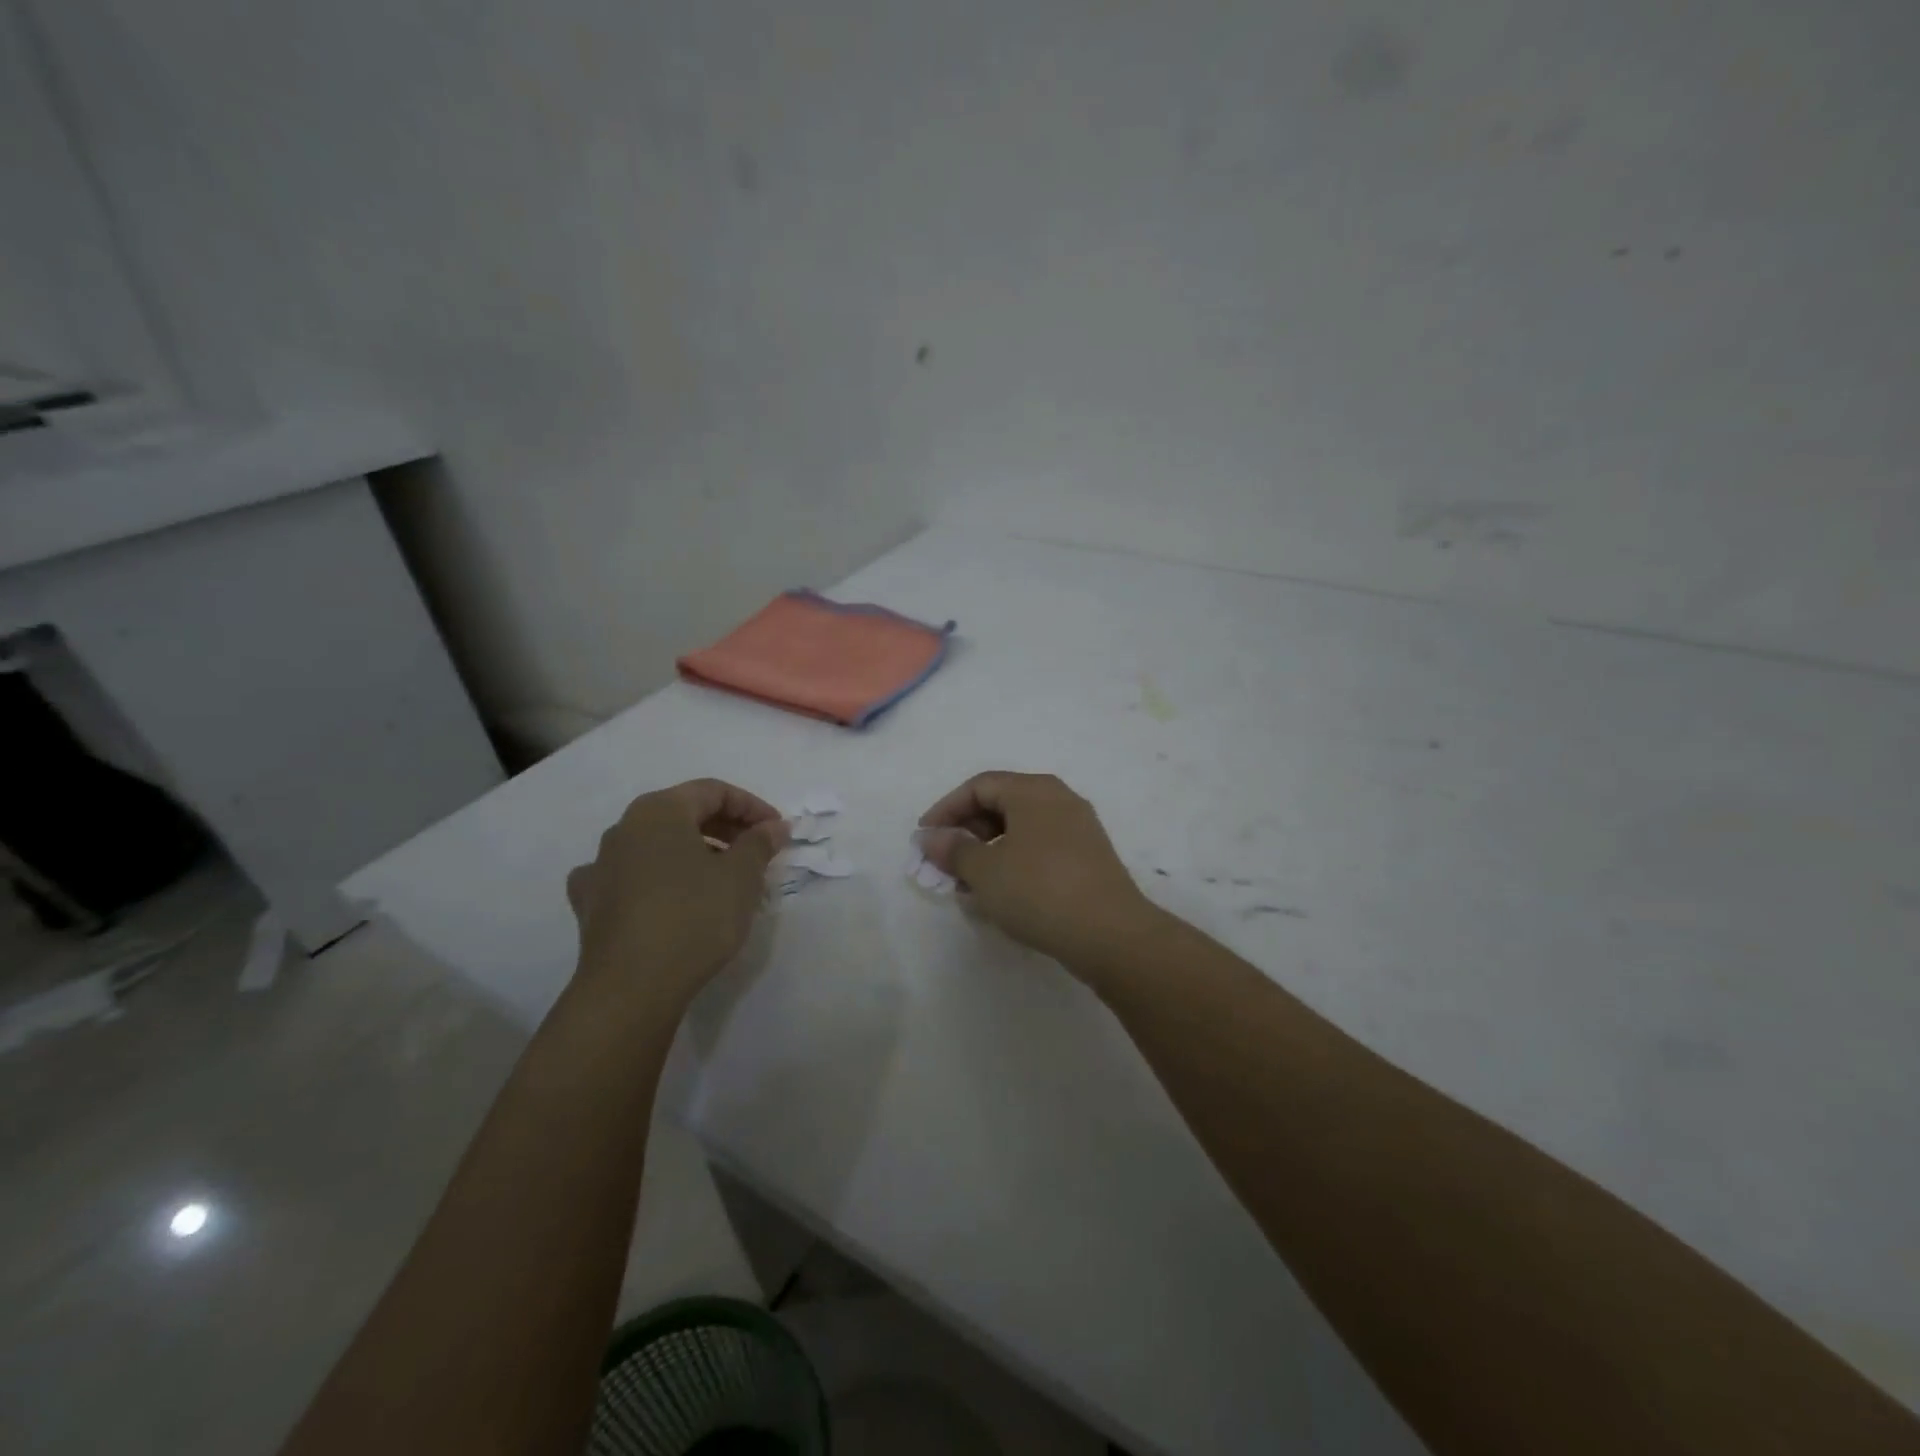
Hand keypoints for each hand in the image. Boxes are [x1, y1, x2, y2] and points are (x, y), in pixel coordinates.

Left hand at [567, 779, 787, 1006]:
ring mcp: (600, 865)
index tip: (777, 831)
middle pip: (683, 813)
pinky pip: (632, 876)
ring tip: (724, 879)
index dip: (752, 806)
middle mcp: (624, 828)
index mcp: (659, 811)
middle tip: (758, 852)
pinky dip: (658, 879)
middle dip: (725, 828)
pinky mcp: (591, 903)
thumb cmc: (694, 918)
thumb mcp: (741, 877)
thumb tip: (774, 826)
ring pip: (657, 845)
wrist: (632, 988)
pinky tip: (670, 897)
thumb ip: (759, 843)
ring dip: (695, 852)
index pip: (713, 791)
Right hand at [917, 771, 1163, 973]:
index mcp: (1033, 790)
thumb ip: (953, 850)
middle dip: (967, 832)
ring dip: (989, 851)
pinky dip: (1014, 862)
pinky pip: (1041, 848)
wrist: (1111, 933)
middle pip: (1001, 803)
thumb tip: (929, 837)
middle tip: (945, 863)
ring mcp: (1078, 827)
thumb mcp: (986, 871)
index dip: (946, 809)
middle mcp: (1059, 799)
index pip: (979, 786)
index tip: (925, 838)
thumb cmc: (1039, 891)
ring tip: (969, 885)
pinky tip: (1002, 893)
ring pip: (1021, 829)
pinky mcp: (1089, 857)